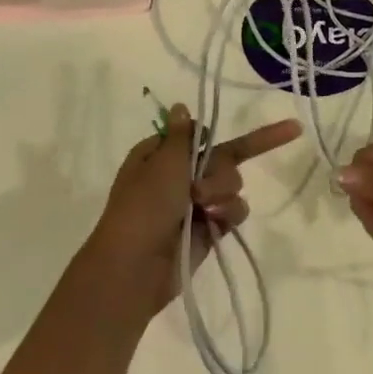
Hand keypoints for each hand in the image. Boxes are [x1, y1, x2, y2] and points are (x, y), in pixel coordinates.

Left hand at [82, 104, 302, 320]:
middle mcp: (180, 176)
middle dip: (219, 173)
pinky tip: (215, 224)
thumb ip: (182, 135)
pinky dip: (228, 214)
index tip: (227, 140)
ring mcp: (196, 203)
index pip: (201, 135)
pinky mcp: (210, 228)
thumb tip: (180, 106)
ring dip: (223, 194)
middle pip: (224, 159)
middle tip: (198, 191)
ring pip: (232, 184)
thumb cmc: (144, 207)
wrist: (137, 267)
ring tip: (204, 211)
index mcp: (162, 155)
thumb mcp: (162, 162)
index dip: (214, 137)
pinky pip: (235, 210)